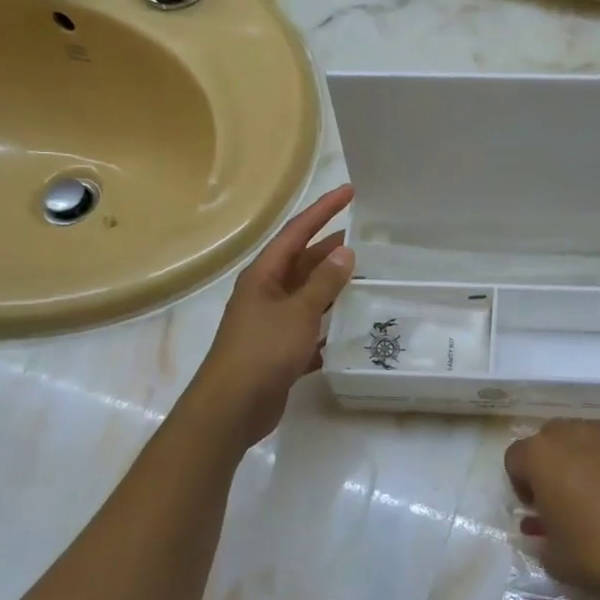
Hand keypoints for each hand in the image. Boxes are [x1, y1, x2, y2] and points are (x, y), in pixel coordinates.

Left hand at [185, 184, 354, 448]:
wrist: (232, 408)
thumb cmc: (263, 351)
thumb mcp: (298, 312)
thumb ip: (324, 282)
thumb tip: (345, 251)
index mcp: (264, 275)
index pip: (297, 232)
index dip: (323, 210)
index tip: (350, 192)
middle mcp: (266, 293)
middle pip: (303, 263)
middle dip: (332, 250)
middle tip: (368, 240)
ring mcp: (272, 323)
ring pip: (308, 297)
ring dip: (334, 289)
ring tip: (368, 279)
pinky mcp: (280, 351)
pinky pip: (310, 330)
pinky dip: (328, 327)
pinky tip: (352, 329)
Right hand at [503, 421, 599, 599]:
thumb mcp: (556, 560)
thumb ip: (543, 539)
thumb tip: (550, 531)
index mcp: (543, 456)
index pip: (516, 458)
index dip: (522, 484)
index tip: (538, 510)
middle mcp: (576, 432)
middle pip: (553, 439)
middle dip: (555, 464)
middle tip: (570, 500)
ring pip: (592, 437)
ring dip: (590, 459)